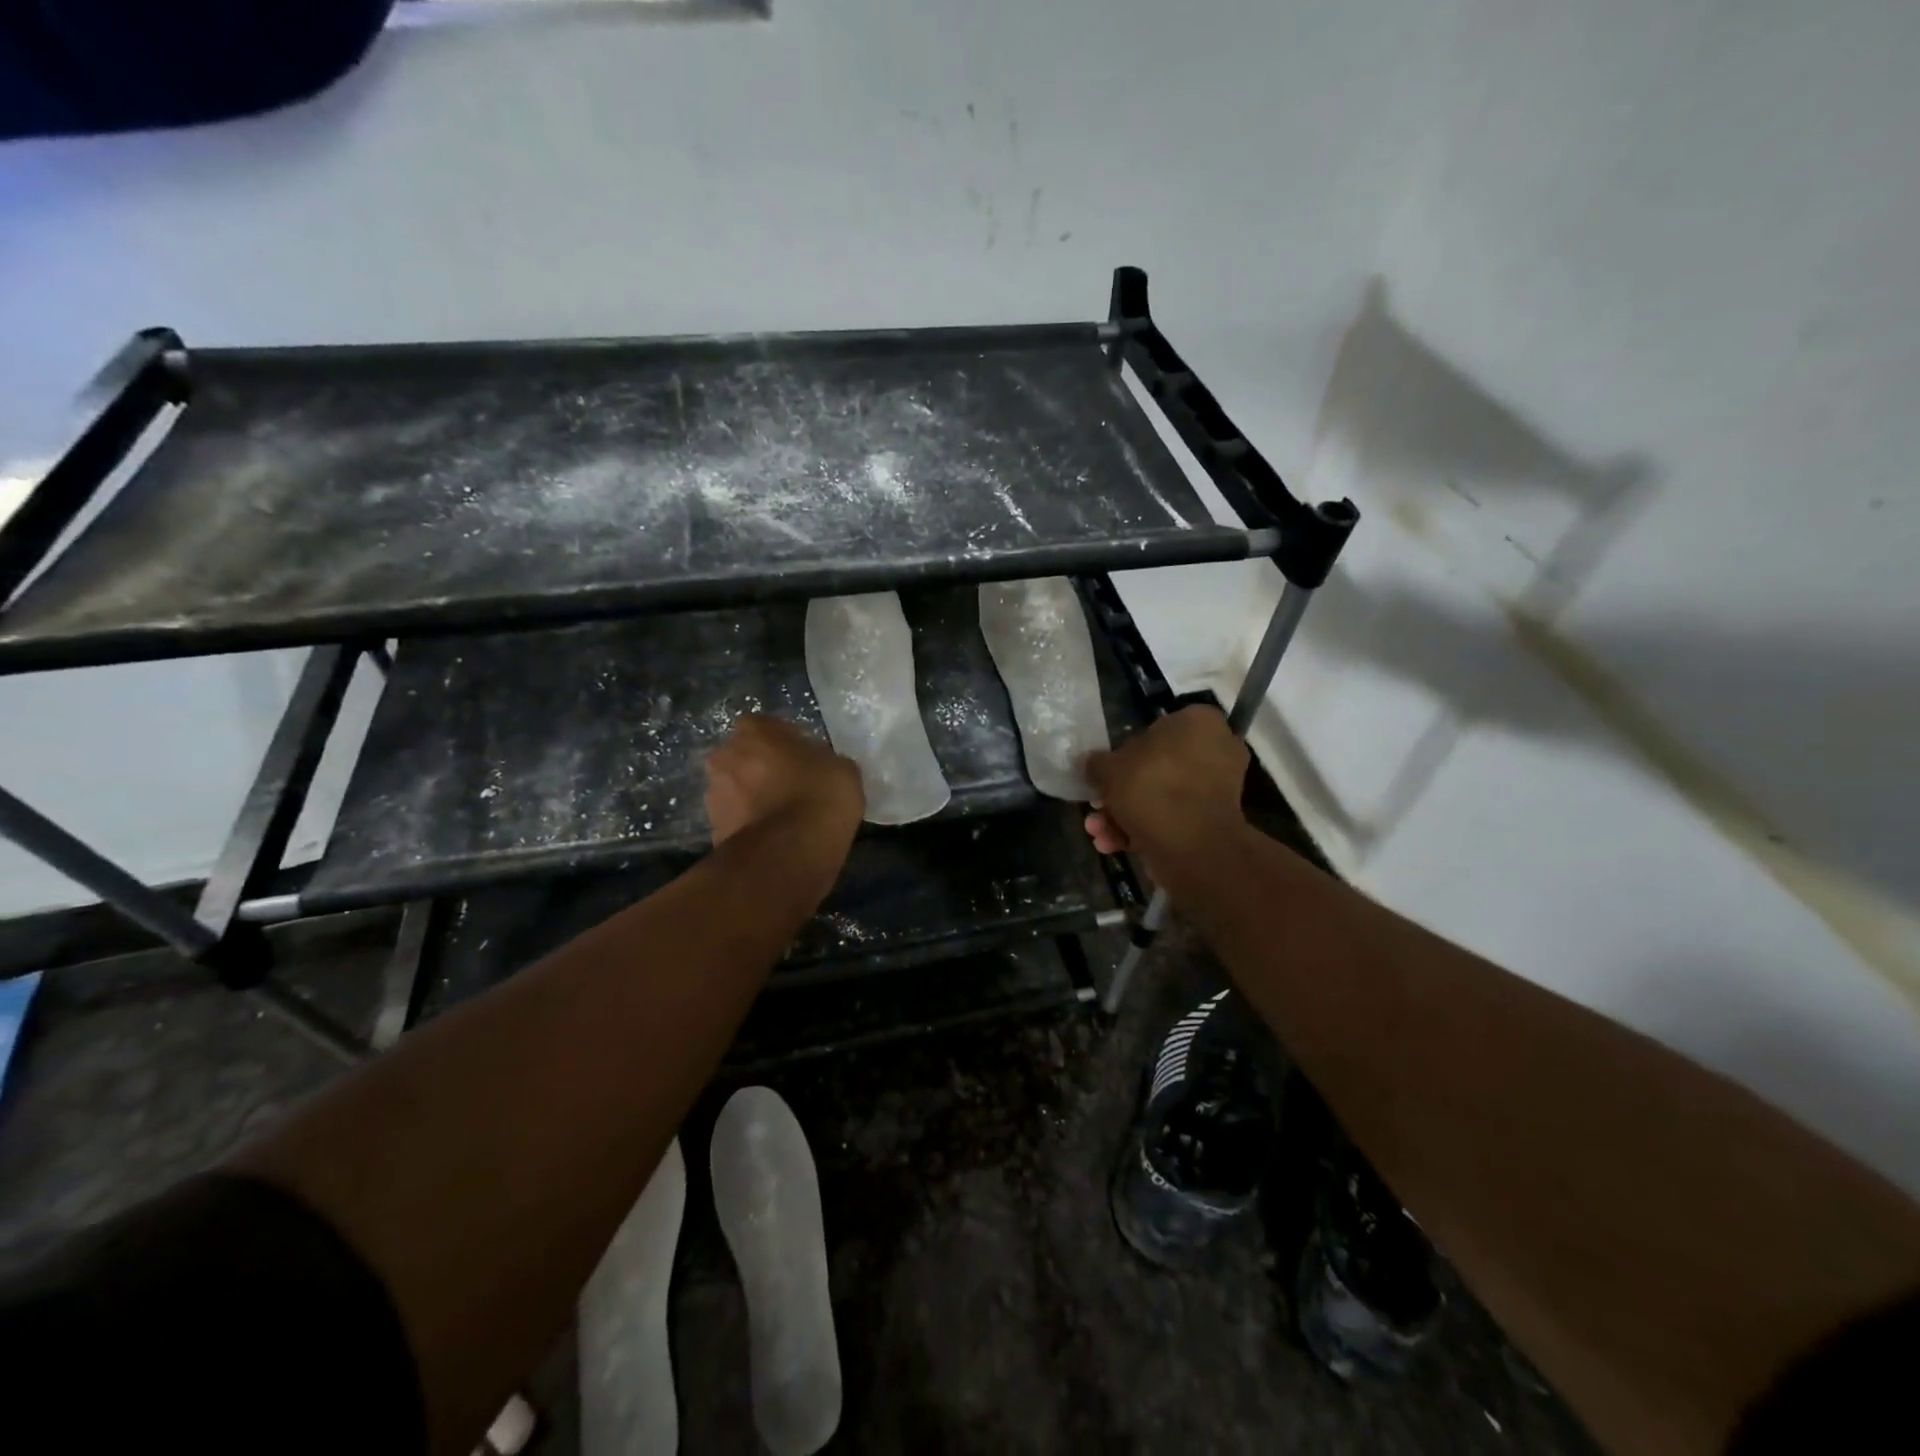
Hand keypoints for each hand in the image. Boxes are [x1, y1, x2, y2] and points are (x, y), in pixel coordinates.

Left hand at [705, 715, 863, 846]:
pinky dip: (750, 823)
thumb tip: (816, 766)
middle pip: (745, 756)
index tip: (805, 760)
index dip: (787, 743)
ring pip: (737, 787)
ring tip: (782, 816)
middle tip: (790, 786)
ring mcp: (714, 793)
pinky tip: (774, 836)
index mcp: (755, 730)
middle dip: (762, 768)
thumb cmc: (819, 797)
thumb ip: (822, 759)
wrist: (788, 854)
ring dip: (753, 796)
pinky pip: (736, 818)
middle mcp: (725, 755)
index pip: (768, 727)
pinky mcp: (712, 829)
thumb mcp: (842, 768)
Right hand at [1084, 706, 1248, 876]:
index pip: (1155, 728)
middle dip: (1121, 793)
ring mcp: (1217, 788)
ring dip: (1125, 815)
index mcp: (1197, 723)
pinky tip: (1114, 845)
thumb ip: (1095, 763)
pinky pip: (1174, 817)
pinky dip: (1145, 830)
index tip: (1105, 774)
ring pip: (1161, 796)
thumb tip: (1089, 763)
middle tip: (1096, 807)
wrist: (1192, 847)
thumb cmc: (1151, 789)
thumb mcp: (1108, 770)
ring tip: (1098, 832)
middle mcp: (1215, 749)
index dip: (1123, 753)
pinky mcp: (1214, 822)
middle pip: (1155, 768)